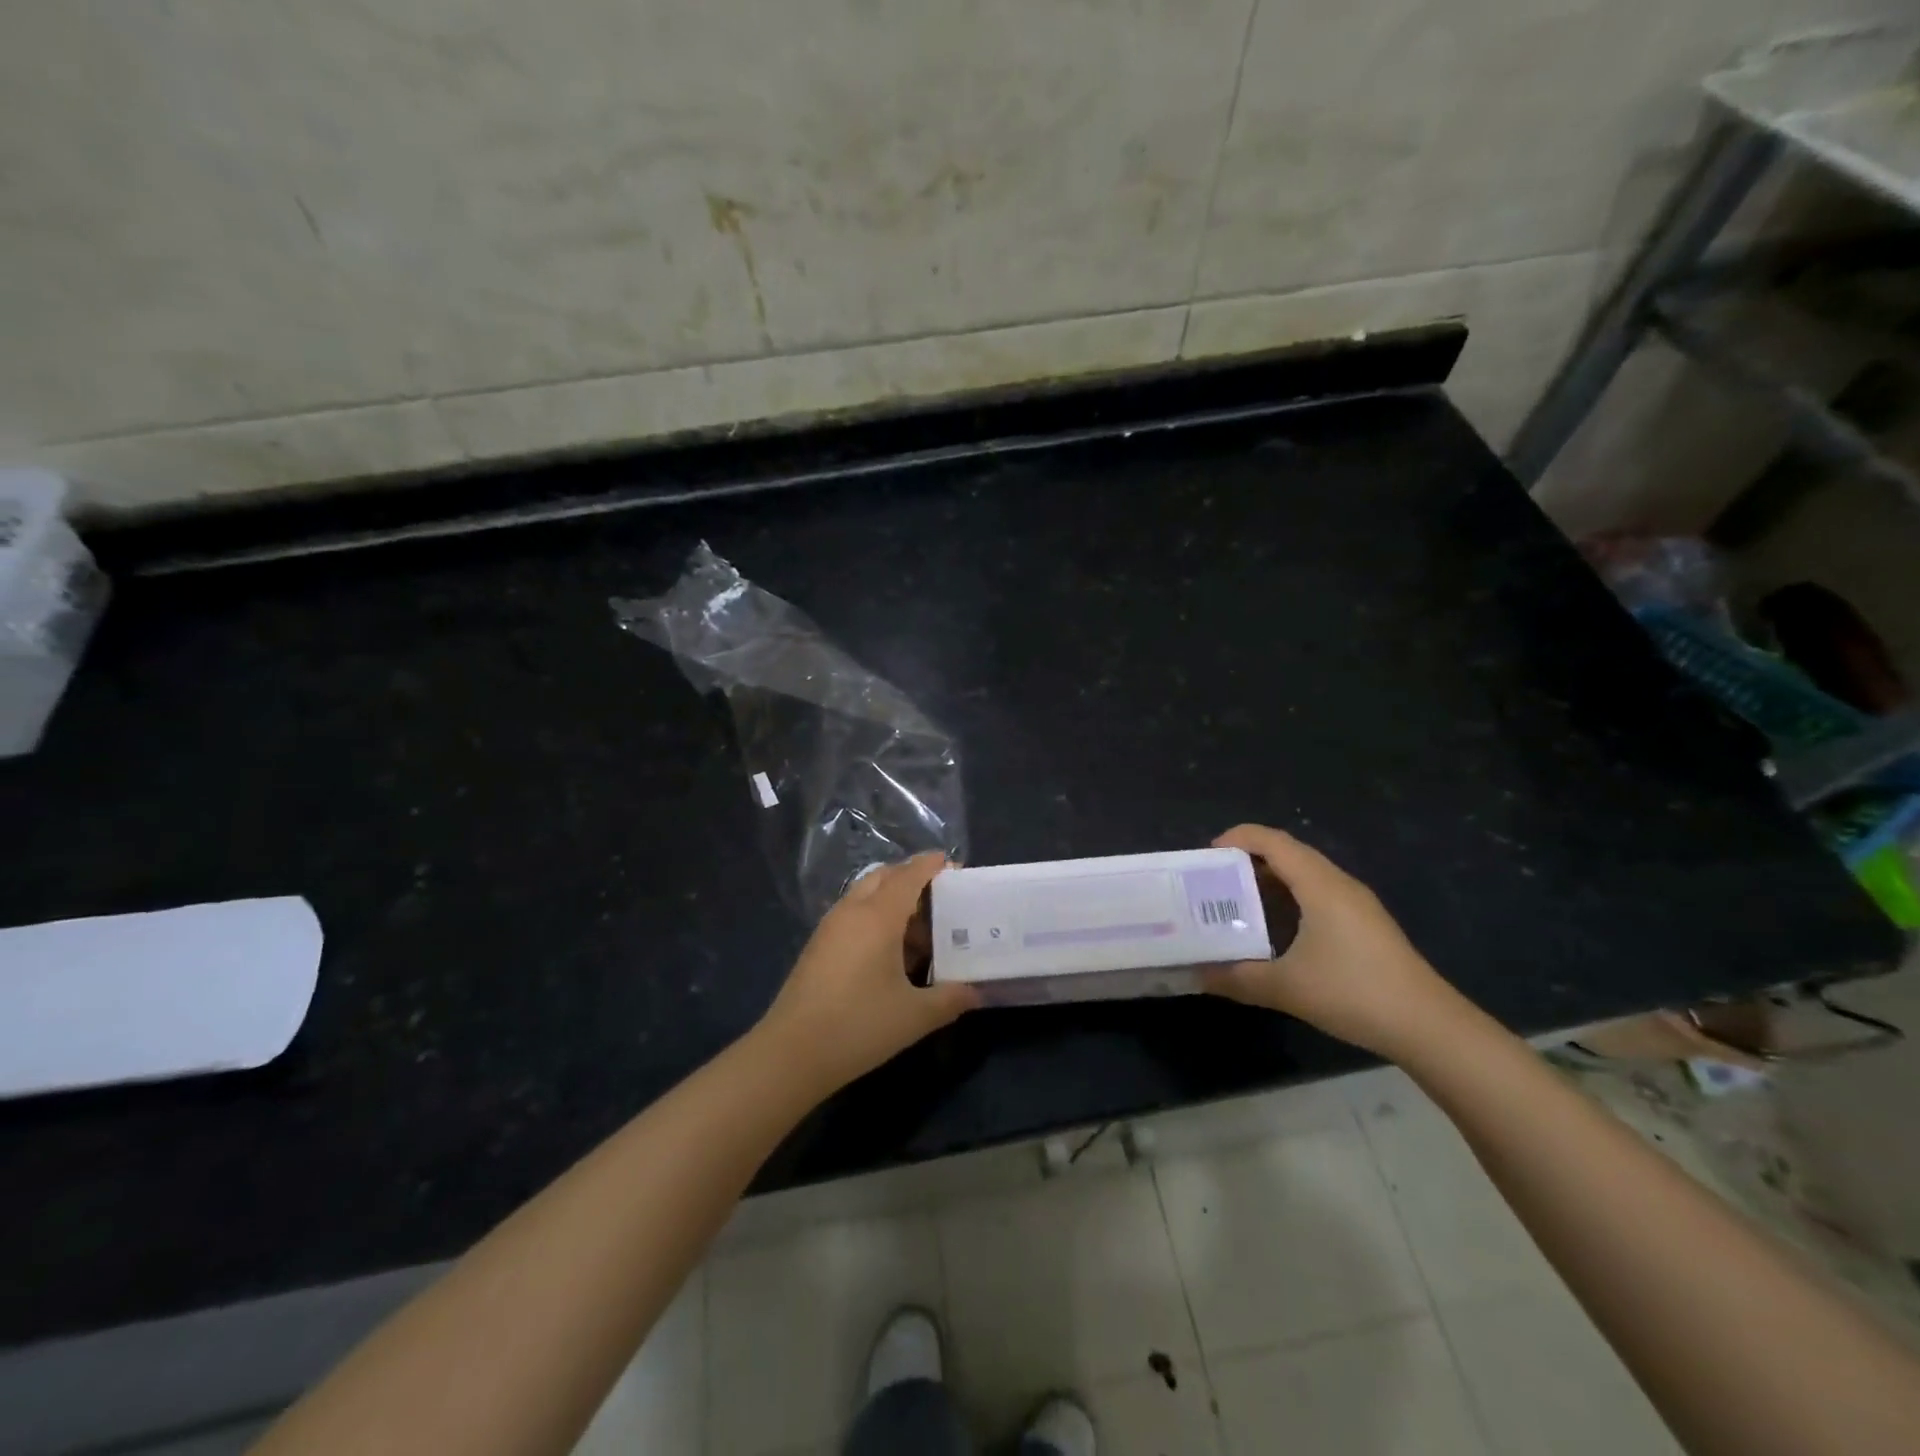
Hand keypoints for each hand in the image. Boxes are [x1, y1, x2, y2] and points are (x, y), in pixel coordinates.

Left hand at [757, 853, 980, 1095]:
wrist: (791, 1054)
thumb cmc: (858, 1026)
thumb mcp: (915, 1016)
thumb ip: (951, 998)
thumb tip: (978, 991)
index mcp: (878, 917)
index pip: (909, 875)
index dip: (931, 866)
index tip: (953, 864)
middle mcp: (852, 911)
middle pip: (884, 877)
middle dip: (911, 878)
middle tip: (940, 898)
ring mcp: (830, 927)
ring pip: (865, 895)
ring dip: (892, 900)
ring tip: (920, 931)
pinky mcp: (818, 946)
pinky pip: (853, 914)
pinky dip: (875, 917)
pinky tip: (890, 953)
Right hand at [1204, 824, 1466, 1060]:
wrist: (1429, 1027)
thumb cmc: (1354, 993)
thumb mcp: (1286, 988)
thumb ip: (1236, 978)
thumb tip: (1197, 976)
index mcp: (1320, 885)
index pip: (1274, 841)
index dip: (1238, 839)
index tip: (1207, 856)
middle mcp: (1339, 884)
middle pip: (1289, 852)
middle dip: (1249, 857)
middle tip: (1215, 878)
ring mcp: (1357, 904)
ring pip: (1306, 873)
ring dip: (1271, 877)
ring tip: (1237, 898)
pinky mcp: (1366, 924)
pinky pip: (1319, 892)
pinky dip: (1290, 895)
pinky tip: (1276, 926)